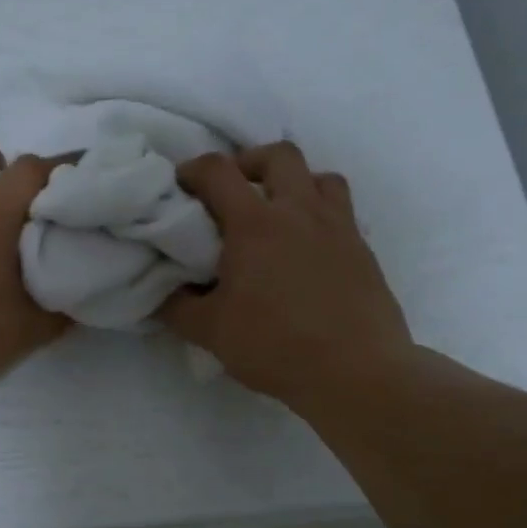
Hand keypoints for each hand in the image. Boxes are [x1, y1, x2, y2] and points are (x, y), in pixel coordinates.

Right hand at [160, 143, 411, 408]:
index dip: (193, 170)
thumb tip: (163, 295)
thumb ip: (178, 308)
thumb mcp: (211, 333)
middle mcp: (299, 212)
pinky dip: (320, 214)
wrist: (356, 372)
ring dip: (295, 182)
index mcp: (255, 224)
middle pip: (279, 155)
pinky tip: (309, 248)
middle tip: (235, 191)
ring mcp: (338, 227)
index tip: (181, 186)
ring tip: (279, 213)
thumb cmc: (276, 346)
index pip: (218, 172)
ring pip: (320, 177)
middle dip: (250, 162)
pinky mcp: (363, 250)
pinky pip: (342, 211)